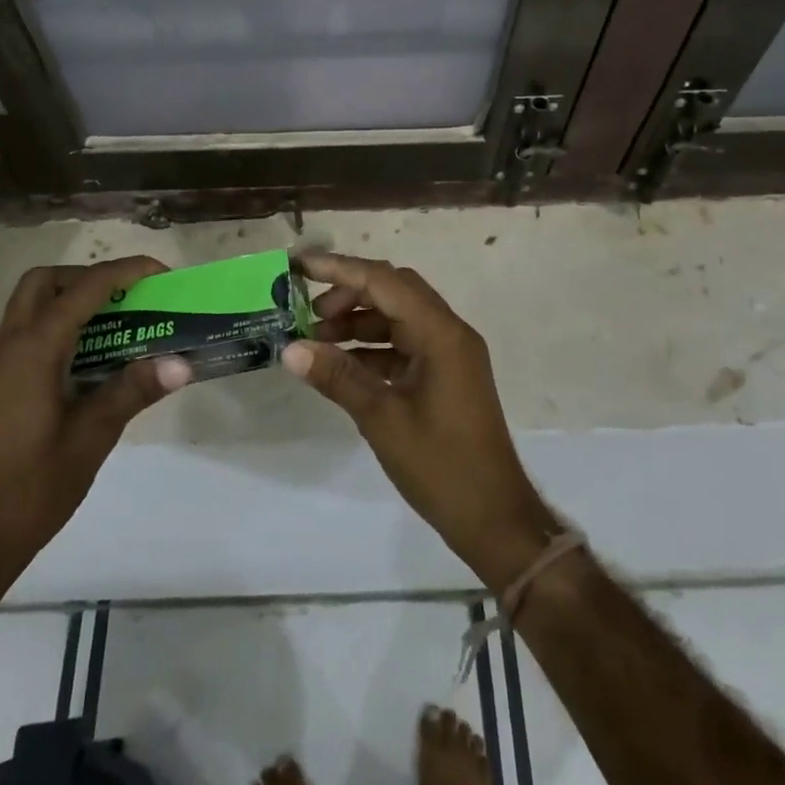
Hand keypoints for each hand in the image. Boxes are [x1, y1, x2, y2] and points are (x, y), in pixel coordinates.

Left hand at [0, 257, 191, 573]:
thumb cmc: (32, 487)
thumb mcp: (93, 436)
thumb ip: (134, 390)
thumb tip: (182, 362)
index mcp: (34, 349)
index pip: (85, 288)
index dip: (126, 272)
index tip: (162, 274)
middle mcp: (9, 345)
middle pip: (46, 282)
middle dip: (90, 277)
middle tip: (129, 297)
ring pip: (31, 305)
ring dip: (72, 299)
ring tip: (117, 323)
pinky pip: (27, 331)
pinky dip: (59, 325)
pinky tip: (89, 359)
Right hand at [283, 252, 563, 588]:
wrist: (494, 518)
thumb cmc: (441, 466)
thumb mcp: (382, 419)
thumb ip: (337, 377)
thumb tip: (290, 349)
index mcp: (441, 333)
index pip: (385, 281)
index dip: (340, 269)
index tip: (300, 266)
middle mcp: (448, 332)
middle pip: (393, 291)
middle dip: (349, 294)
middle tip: (307, 313)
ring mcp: (449, 354)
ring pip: (398, 318)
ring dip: (358, 322)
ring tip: (316, 340)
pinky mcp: (445, 375)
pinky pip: (404, 345)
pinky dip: (372, 348)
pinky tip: (340, 365)